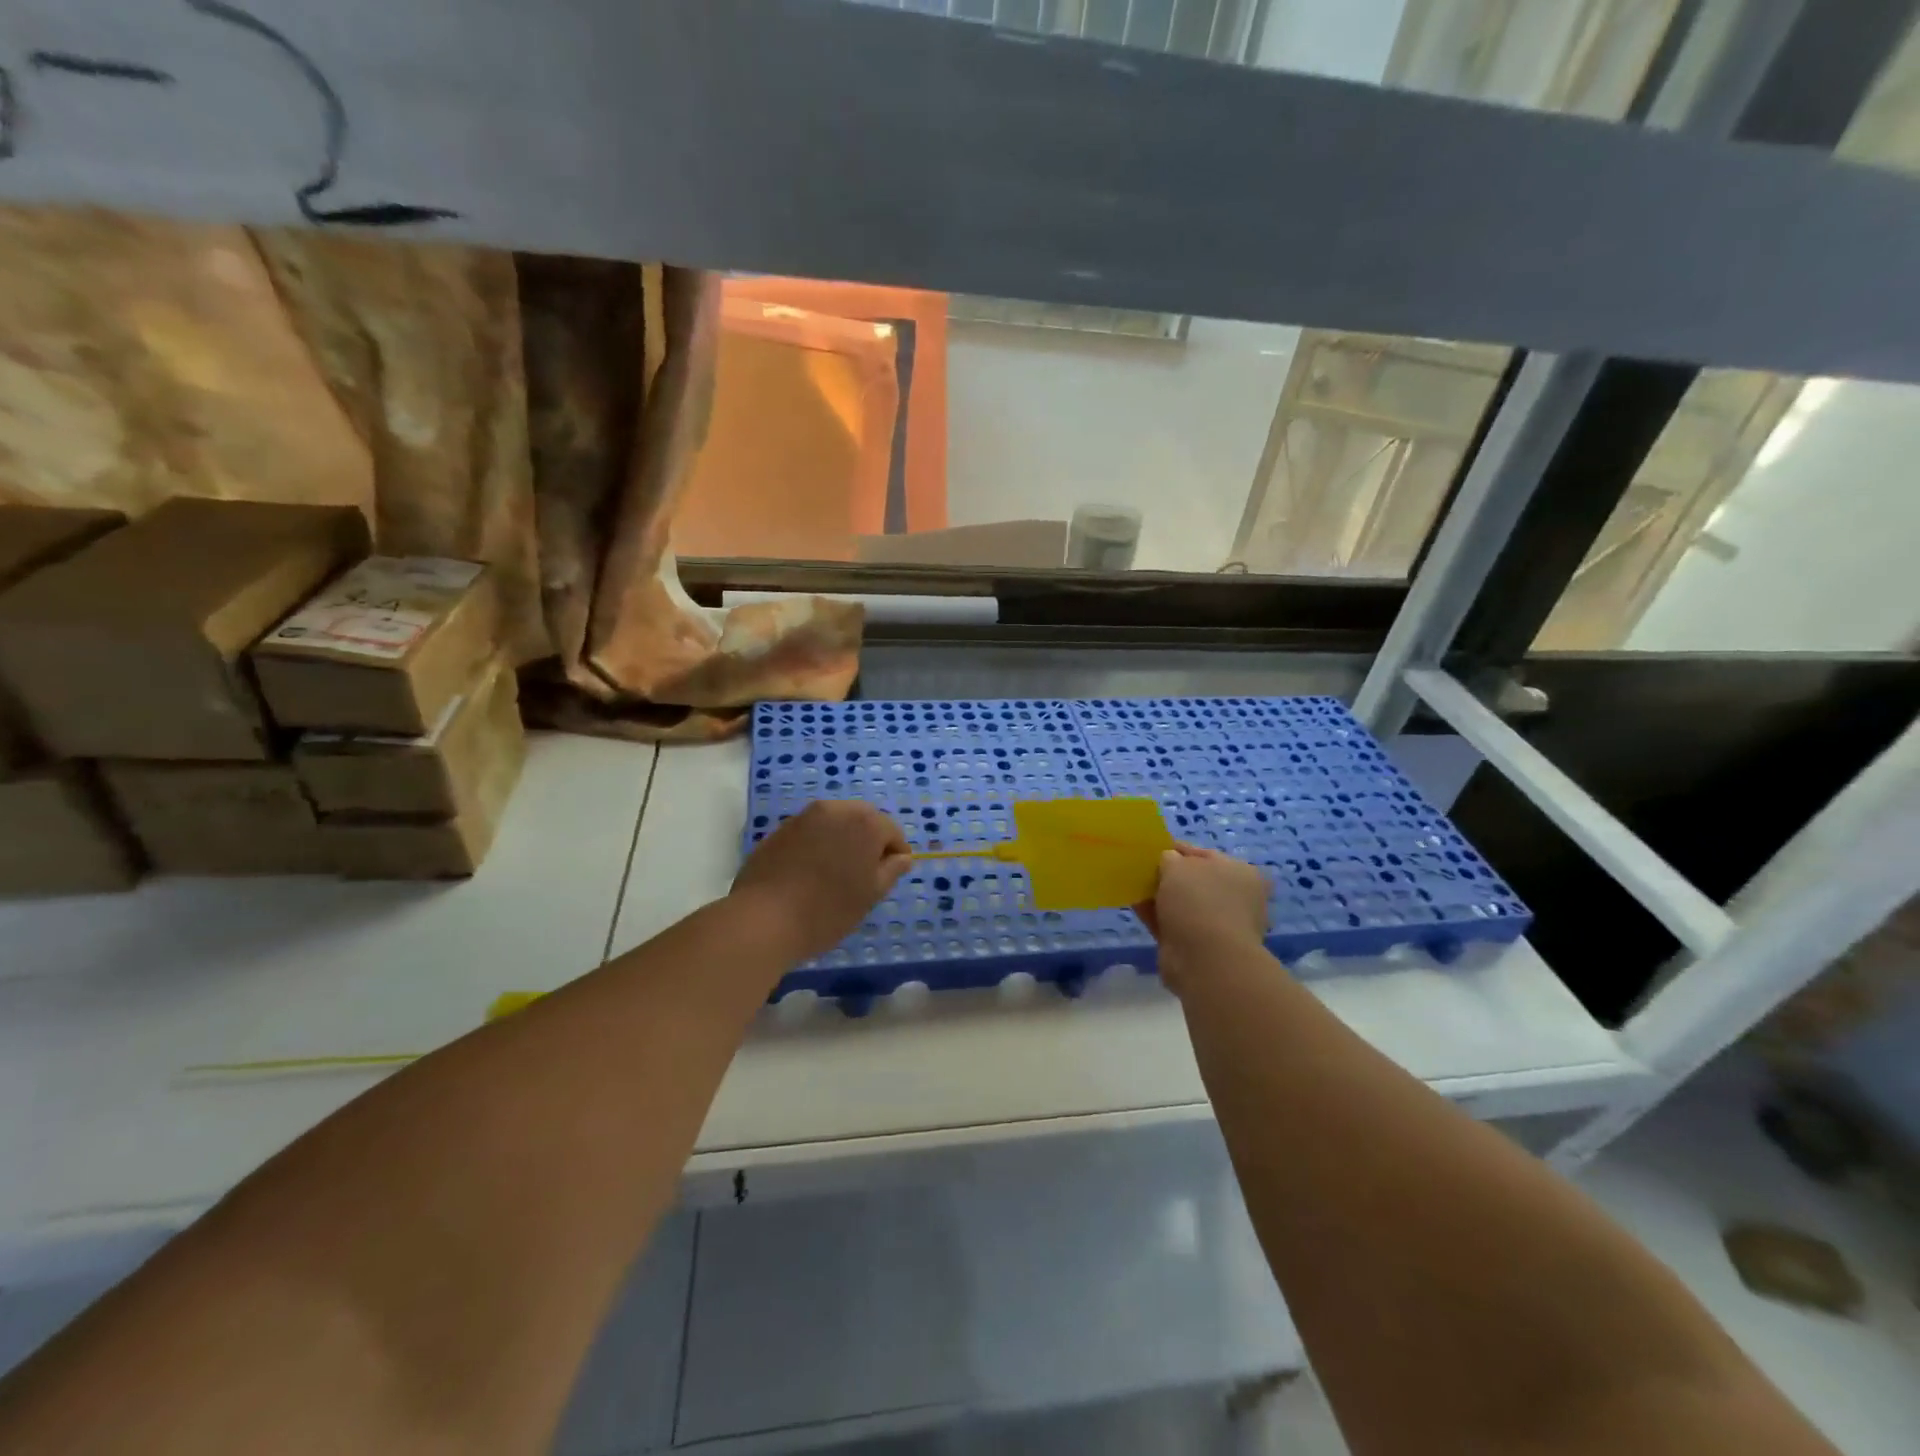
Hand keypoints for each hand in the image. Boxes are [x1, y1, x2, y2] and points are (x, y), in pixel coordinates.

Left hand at [731, 801, 910, 961]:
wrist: (764, 919)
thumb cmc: (828, 910)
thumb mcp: (870, 895)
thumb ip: (891, 870)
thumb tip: (903, 857)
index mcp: (865, 822)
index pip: (892, 832)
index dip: (895, 855)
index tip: (889, 878)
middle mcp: (836, 809)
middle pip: (863, 820)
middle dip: (869, 842)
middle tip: (864, 875)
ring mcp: (804, 816)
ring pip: (835, 823)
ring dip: (842, 840)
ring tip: (835, 873)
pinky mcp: (780, 829)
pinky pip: (810, 832)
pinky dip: (818, 845)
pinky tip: (810, 872)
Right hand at [1134, 845, 1270, 992]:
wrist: (1206, 960)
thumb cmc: (1198, 901)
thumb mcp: (1178, 865)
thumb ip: (1169, 858)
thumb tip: (1168, 861)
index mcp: (1240, 873)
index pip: (1205, 854)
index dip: (1177, 850)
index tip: (1152, 849)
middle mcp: (1233, 898)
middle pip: (1193, 881)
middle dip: (1168, 875)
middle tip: (1141, 869)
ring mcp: (1217, 924)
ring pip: (1181, 903)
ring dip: (1159, 895)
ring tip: (1132, 885)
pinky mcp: (1198, 946)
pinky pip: (1171, 923)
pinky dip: (1155, 915)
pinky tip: (1134, 905)